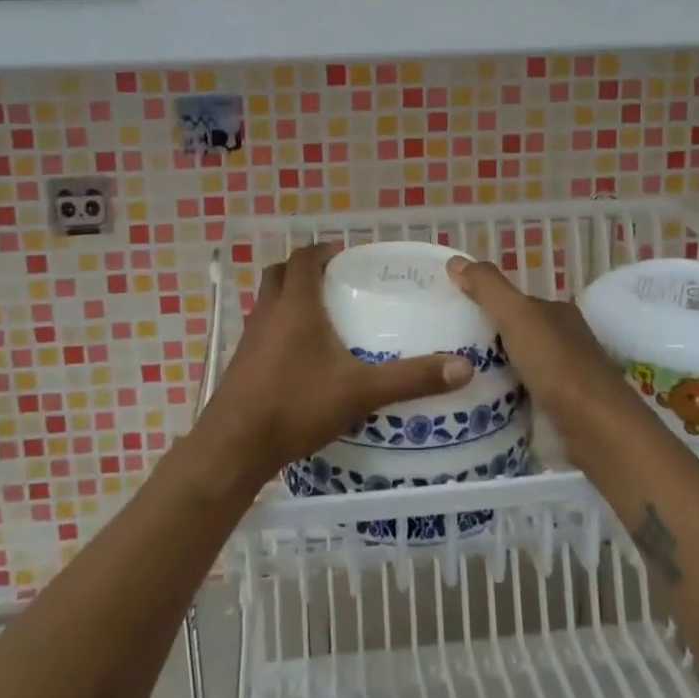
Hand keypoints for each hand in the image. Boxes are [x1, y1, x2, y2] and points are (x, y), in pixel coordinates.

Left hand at [192, 244, 473, 485]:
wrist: (235, 446)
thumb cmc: (296, 405)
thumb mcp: (361, 392)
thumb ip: (411, 378)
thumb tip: (463, 367)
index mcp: (295, 305)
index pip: (303, 259)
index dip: (322, 251)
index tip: (344, 255)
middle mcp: (268, 313)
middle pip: (279, 274)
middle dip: (303, 270)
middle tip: (333, 281)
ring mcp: (250, 338)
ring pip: (268, 302)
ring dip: (289, 298)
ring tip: (322, 315)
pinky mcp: (241, 363)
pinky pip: (262, 330)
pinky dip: (280, 327)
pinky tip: (301, 356)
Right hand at [447, 257, 637, 433]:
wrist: (596, 428)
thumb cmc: (556, 365)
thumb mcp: (517, 316)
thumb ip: (488, 287)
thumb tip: (455, 261)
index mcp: (557, 312)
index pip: (514, 302)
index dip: (484, 304)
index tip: (451, 316)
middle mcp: (564, 339)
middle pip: (515, 334)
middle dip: (485, 340)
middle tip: (446, 350)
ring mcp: (564, 376)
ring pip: (518, 365)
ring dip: (492, 370)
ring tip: (454, 378)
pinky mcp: (561, 408)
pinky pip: (523, 394)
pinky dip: (504, 396)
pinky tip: (481, 404)